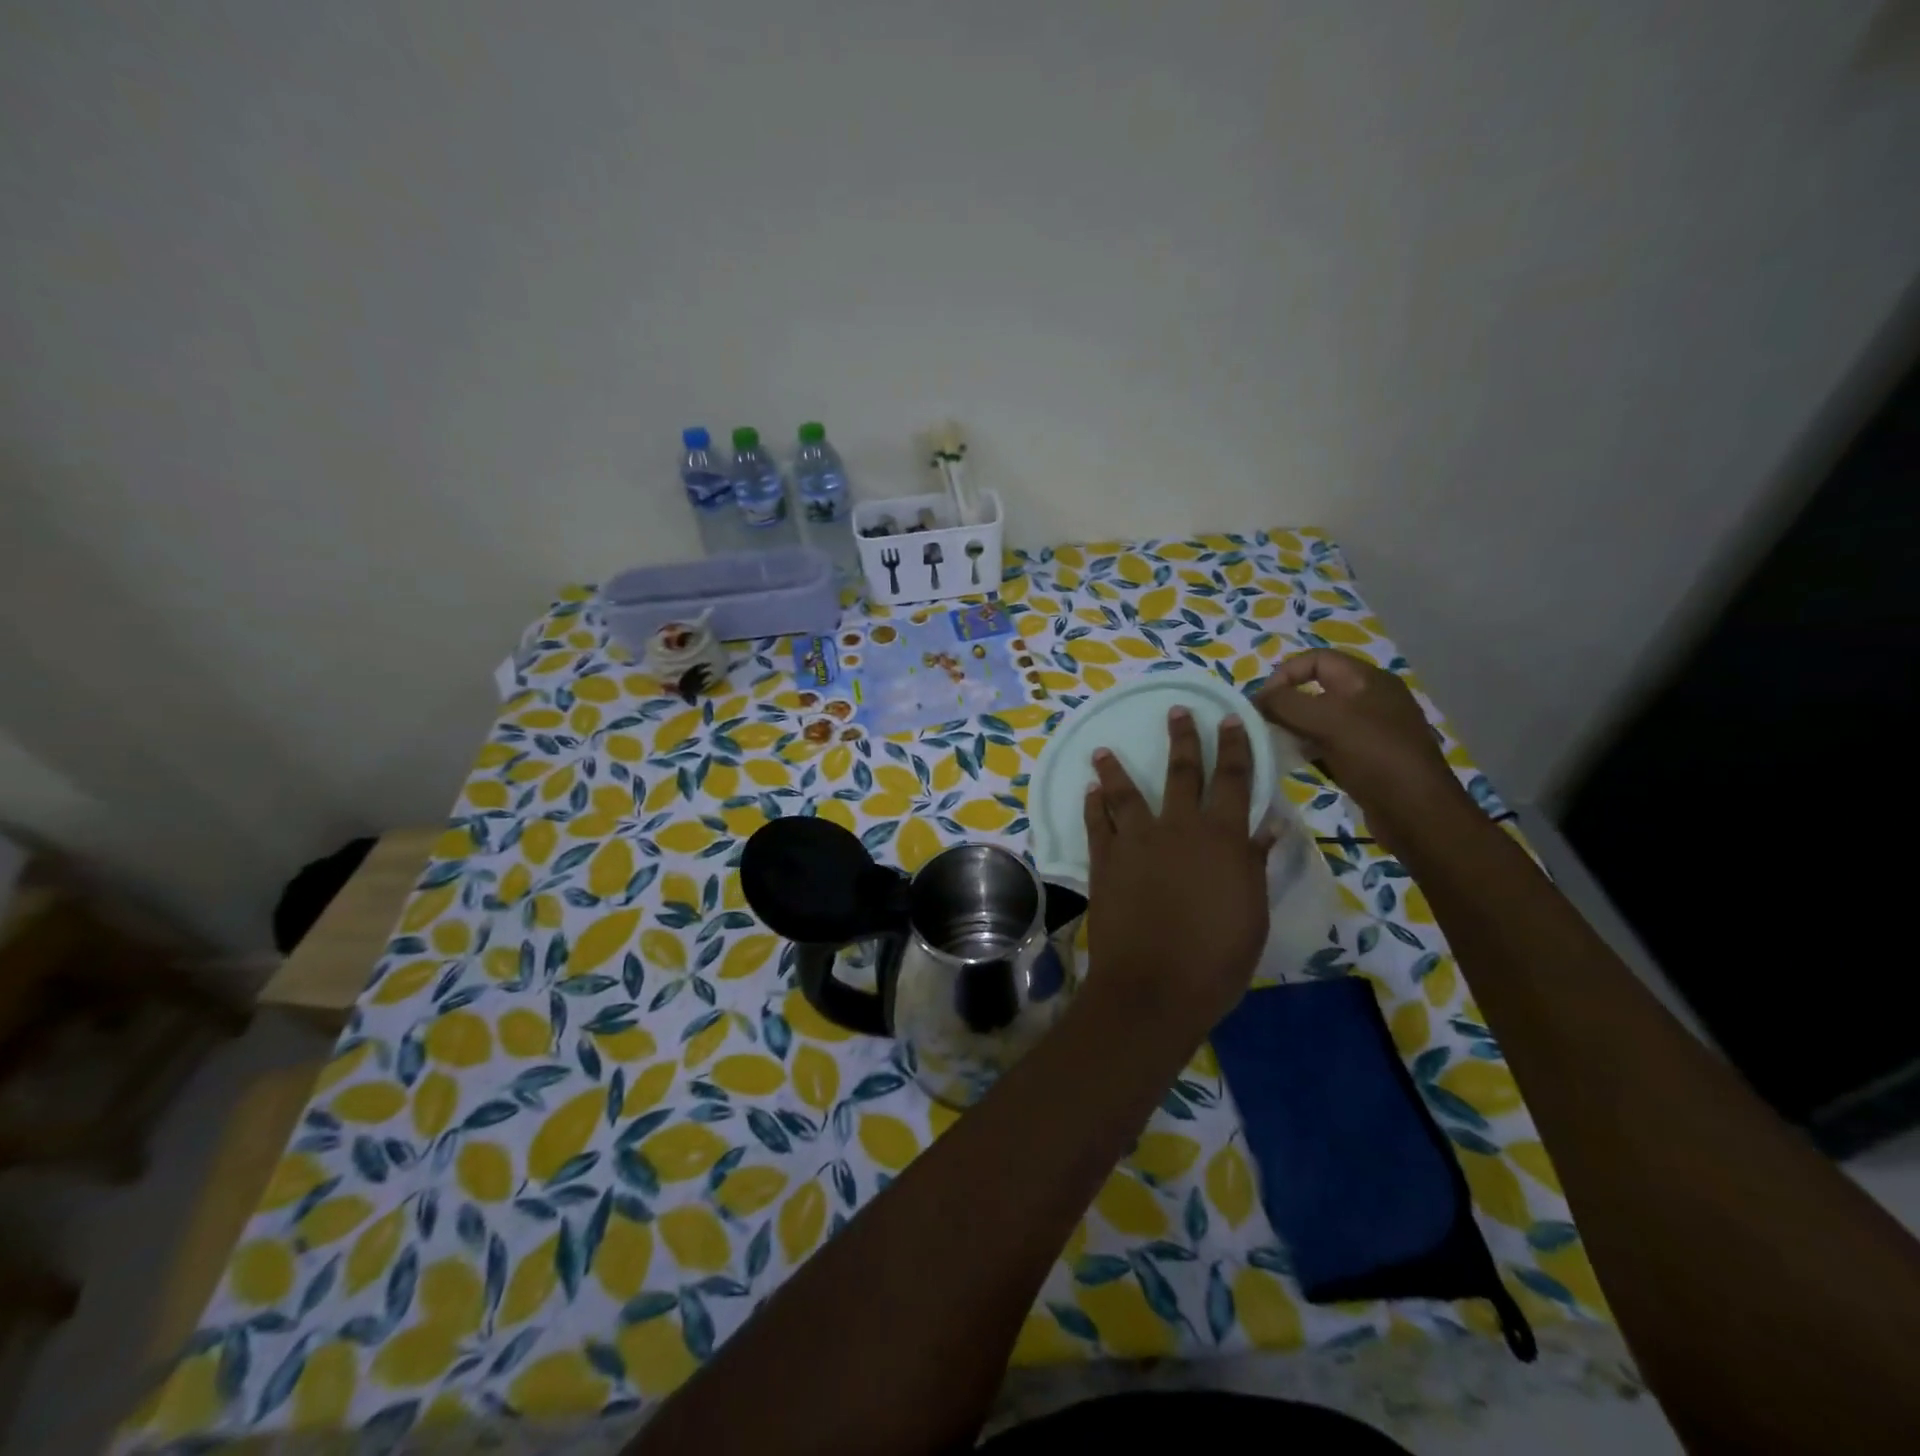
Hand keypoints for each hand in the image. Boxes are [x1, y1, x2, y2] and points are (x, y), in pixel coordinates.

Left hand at [1081, 707, 1275, 1045]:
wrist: (1154, 985)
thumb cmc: (1217, 957)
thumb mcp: (1251, 912)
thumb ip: (1253, 863)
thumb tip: (1264, 827)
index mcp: (1222, 837)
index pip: (1233, 779)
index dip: (1234, 746)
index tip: (1231, 719)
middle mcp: (1178, 827)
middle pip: (1181, 772)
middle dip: (1183, 738)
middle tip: (1178, 710)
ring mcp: (1136, 841)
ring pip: (1125, 792)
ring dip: (1115, 768)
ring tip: (1104, 750)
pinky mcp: (1104, 861)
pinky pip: (1096, 823)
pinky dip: (1093, 805)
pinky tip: (1089, 791)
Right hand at [1253, 649, 1472, 854]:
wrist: (1417, 813)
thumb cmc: (1374, 757)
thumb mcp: (1327, 721)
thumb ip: (1286, 704)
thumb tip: (1258, 699)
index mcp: (1368, 680)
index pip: (1316, 659)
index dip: (1284, 674)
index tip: (1261, 702)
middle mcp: (1371, 699)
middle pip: (1317, 688)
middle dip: (1286, 703)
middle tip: (1263, 725)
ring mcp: (1371, 729)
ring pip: (1321, 718)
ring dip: (1294, 727)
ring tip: (1274, 744)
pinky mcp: (1368, 757)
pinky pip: (1329, 743)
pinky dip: (1308, 748)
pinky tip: (1295, 763)